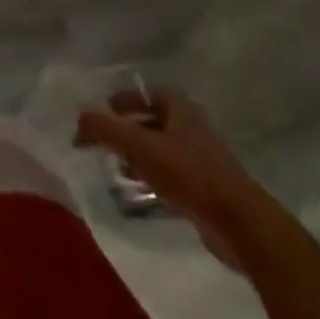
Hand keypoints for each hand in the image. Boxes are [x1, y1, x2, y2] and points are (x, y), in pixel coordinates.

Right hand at [74, 86, 270, 268]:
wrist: (240, 225)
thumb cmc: (188, 175)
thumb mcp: (137, 146)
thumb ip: (103, 129)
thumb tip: (79, 120)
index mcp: (182, 110)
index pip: (151, 92)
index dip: (128, 97)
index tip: (107, 107)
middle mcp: (194, 130)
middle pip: (156, 121)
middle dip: (130, 128)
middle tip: (106, 138)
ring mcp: (204, 162)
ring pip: (164, 150)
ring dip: (140, 156)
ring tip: (117, 167)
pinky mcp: (208, 192)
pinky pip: (173, 177)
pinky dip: (153, 179)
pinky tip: (140, 193)